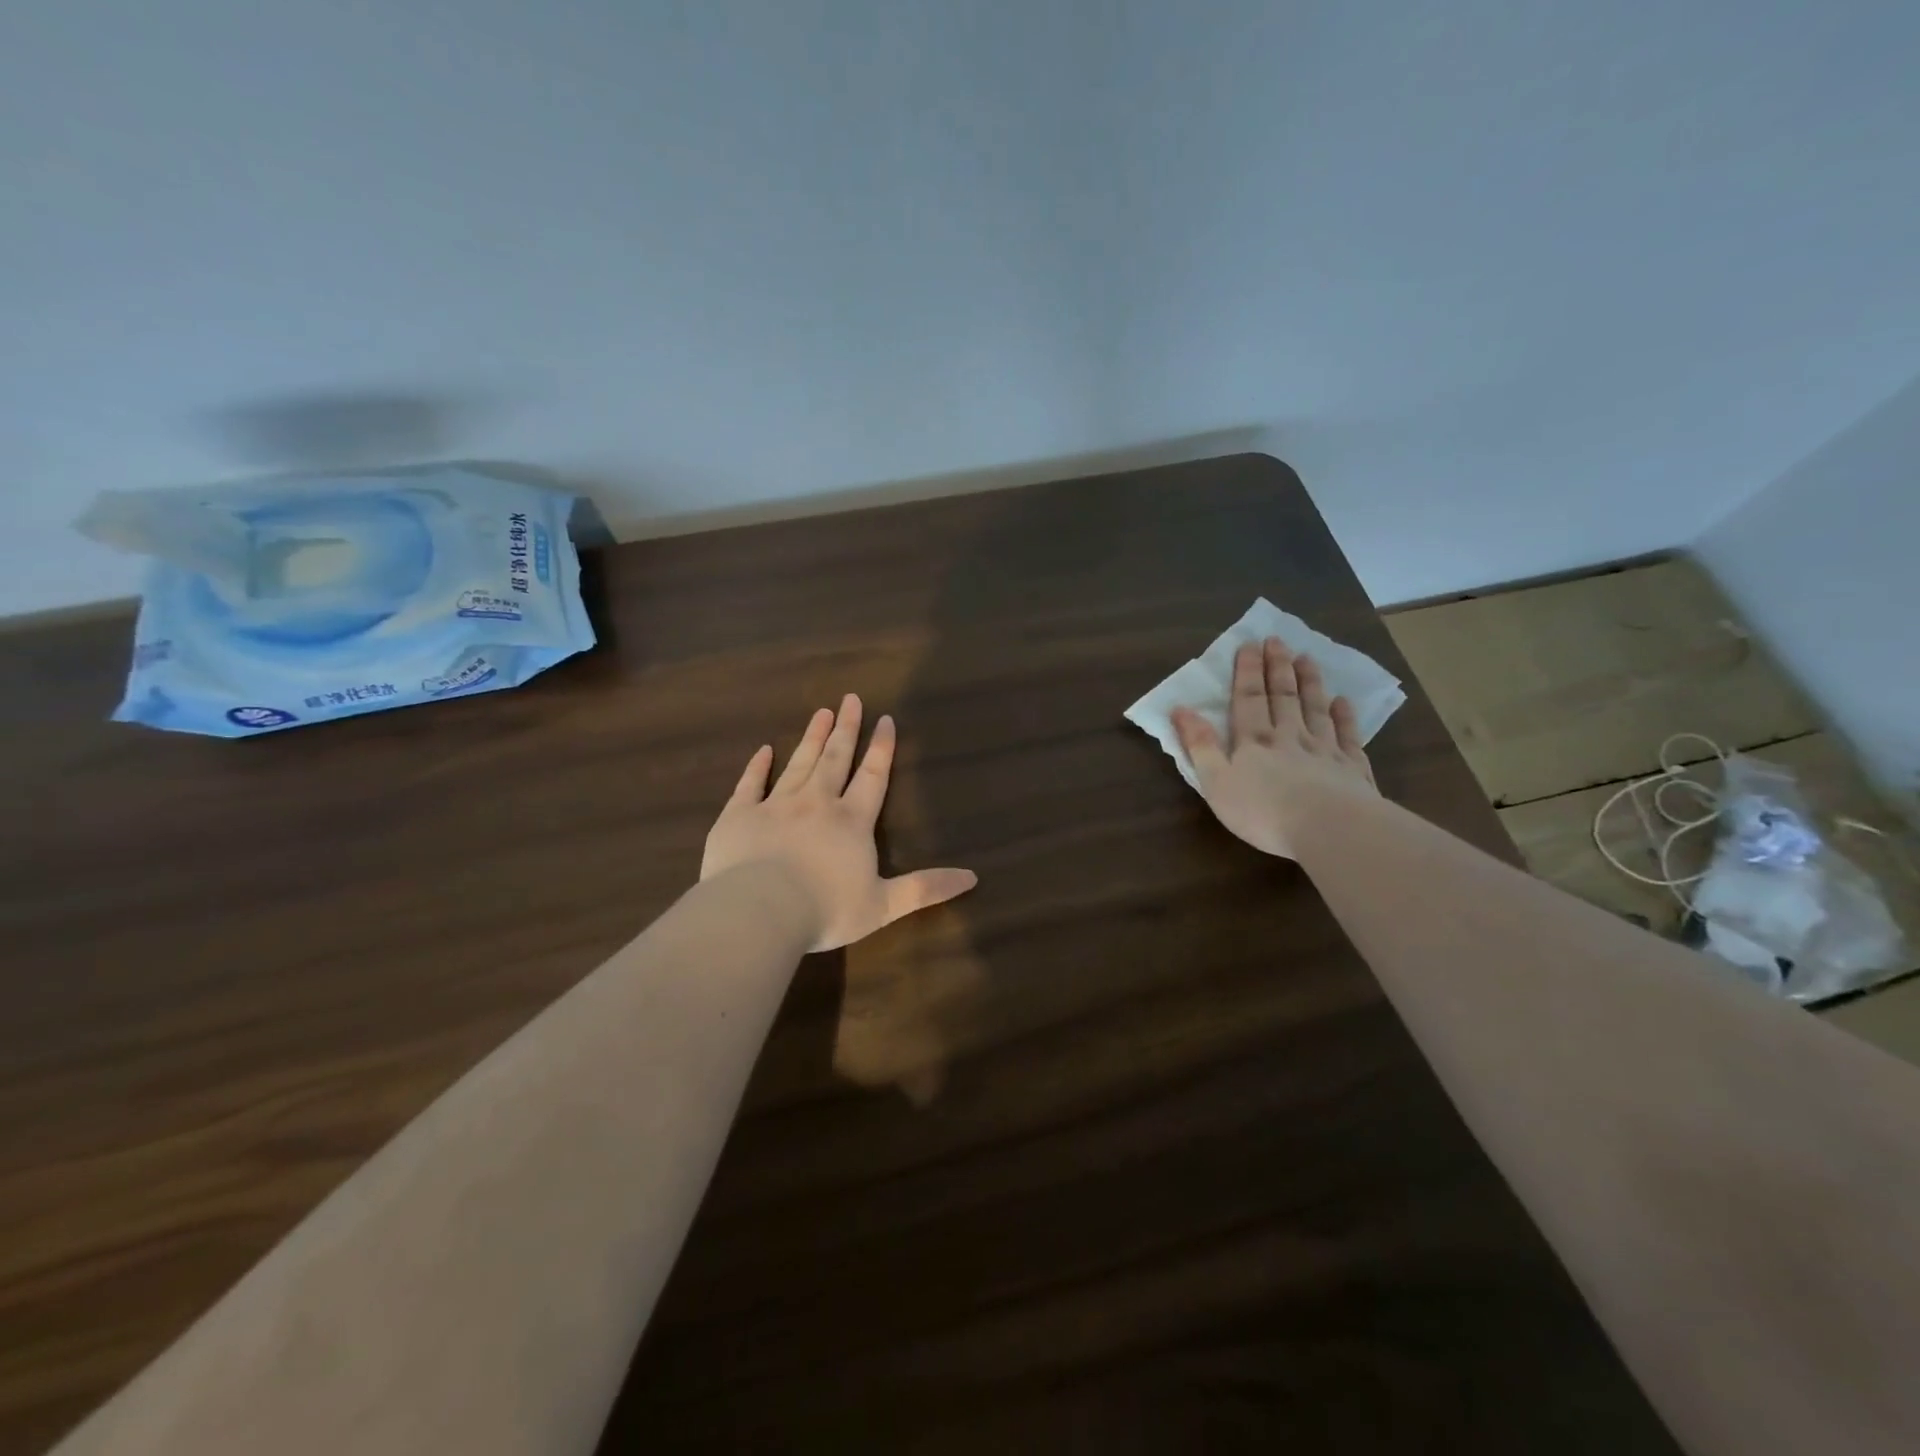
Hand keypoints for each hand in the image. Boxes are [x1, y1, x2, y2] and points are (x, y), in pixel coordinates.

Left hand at [702, 695, 977, 951]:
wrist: (759, 912)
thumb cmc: (825, 910)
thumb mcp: (884, 906)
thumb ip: (925, 889)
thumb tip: (972, 877)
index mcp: (851, 822)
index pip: (872, 777)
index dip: (881, 748)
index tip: (885, 719)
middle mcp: (816, 804)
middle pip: (835, 759)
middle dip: (846, 729)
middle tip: (850, 699)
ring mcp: (775, 806)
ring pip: (798, 763)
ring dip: (812, 738)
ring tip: (821, 712)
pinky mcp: (739, 816)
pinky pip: (750, 784)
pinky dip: (757, 766)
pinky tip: (763, 750)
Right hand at [1172, 637, 1377, 859]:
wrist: (1329, 828)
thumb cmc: (1263, 810)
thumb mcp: (1216, 781)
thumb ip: (1199, 745)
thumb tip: (1180, 709)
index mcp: (1254, 741)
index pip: (1249, 698)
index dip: (1248, 671)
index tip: (1250, 644)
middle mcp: (1290, 737)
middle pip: (1284, 696)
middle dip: (1278, 667)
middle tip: (1278, 641)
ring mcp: (1325, 750)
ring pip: (1315, 709)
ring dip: (1310, 683)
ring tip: (1307, 658)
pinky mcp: (1352, 769)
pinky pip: (1348, 736)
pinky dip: (1345, 717)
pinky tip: (1343, 702)